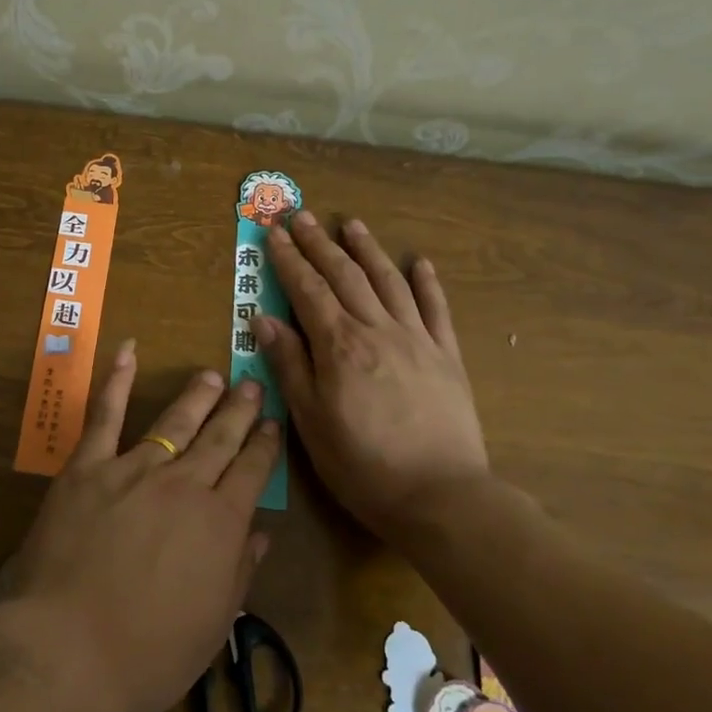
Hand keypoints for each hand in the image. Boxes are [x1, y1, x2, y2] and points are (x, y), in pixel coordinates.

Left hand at [6, 342, 276, 711]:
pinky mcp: (87, 468)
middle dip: (240, 411)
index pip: (251, 472)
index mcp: (220, 524)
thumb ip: (238, 573)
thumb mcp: (211, 626)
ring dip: (197, 396)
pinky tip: (128, 352)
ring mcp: (133, 470)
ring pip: (174, 422)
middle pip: (220, 439)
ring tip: (213, 375)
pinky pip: (104, 416)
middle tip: (253, 385)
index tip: (274, 424)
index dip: (265, 446)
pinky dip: (117, 381)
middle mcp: (184, 486)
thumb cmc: (146, 655)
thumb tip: (260, 534)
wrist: (66, 650)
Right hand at [258, 212, 487, 538]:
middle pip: (345, 276)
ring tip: (351, 223)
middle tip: (302, 216)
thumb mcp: (311, 421)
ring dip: (367, 249)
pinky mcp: (447, 356)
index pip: (307, 290)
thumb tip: (264, 319)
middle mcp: (377, 330)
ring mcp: (417, 339)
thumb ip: (290, 365)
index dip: (289, 260)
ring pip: (388, 281)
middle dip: (320, 244)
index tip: (275, 233)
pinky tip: (419, 261)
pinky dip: (426, 282)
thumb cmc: (363, 465)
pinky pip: (436, 309)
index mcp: (340, 346)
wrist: (441, 496)